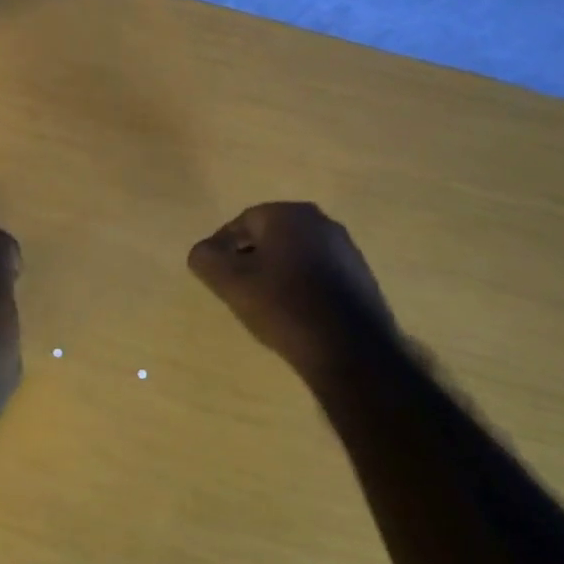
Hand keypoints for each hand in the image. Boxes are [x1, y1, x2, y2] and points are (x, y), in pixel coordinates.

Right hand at [187, 202, 400, 376]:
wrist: (351, 350)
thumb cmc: (284, 307)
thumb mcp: (230, 283)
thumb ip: (206, 259)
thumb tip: (203, 252)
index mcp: (289, 214)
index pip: (242, 223)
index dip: (223, 249)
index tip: (216, 277)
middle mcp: (321, 222)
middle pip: (270, 237)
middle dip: (250, 260)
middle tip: (237, 291)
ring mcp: (346, 249)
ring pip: (294, 255)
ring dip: (276, 274)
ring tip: (266, 307)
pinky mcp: (360, 277)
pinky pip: (317, 273)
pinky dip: (301, 287)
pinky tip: (296, 315)